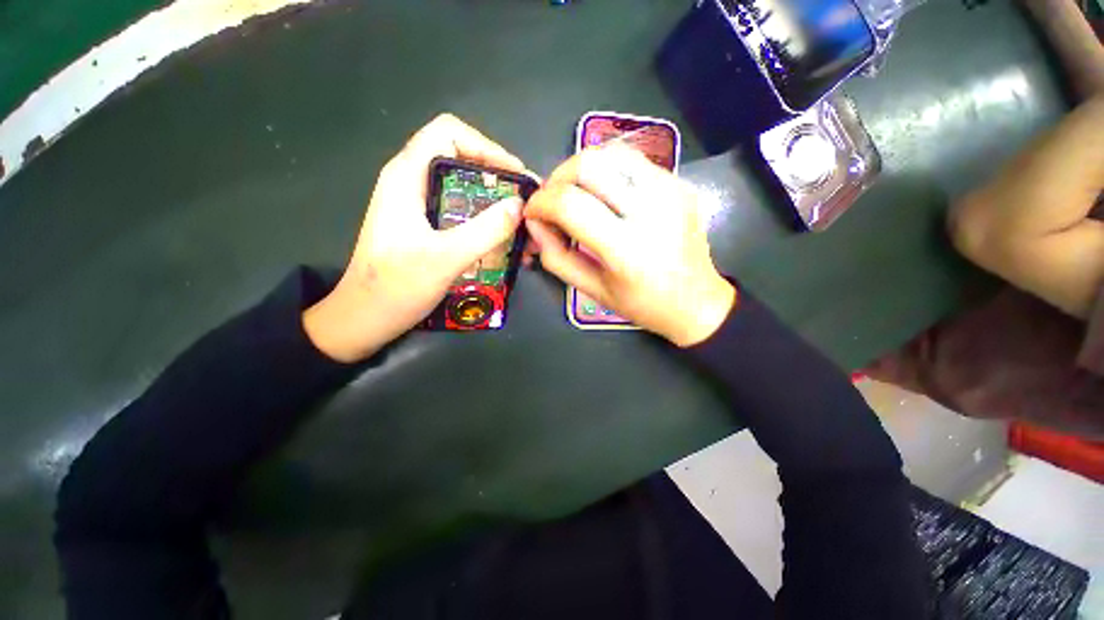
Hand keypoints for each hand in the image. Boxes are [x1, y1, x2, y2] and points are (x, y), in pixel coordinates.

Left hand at [304, 114, 526, 361]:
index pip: (449, 132)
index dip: (486, 147)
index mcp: (407, 176)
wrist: (363, 320)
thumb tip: (519, 205)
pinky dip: (486, 222)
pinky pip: (462, 213)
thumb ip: (485, 230)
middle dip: (498, 179)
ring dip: (495, 204)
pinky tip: (504, 242)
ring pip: (464, 189)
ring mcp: (419, 207)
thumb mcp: (445, 258)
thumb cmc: (395, 288)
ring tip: (521, 226)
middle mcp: (412, 183)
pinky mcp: (426, 227)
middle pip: (461, 160)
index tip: (514, 176)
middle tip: (525, 204)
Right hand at [524, 146, 735, 346]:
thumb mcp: (592, 290)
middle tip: (552, 200)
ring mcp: (670, 191)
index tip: (533, 213)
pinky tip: (604, 193)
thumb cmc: (642, 304)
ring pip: (610, 152)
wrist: (697, 302)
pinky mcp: (679, 183)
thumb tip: (534, 223)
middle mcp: (651, 211)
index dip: (541, 202)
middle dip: (557, 177)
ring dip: (581, 168)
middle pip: (589, 164)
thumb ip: (556, 257)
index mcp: (626, 249)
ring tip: (575, 193)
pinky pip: (632, 161)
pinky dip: (607, 170)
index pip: (569, 204)